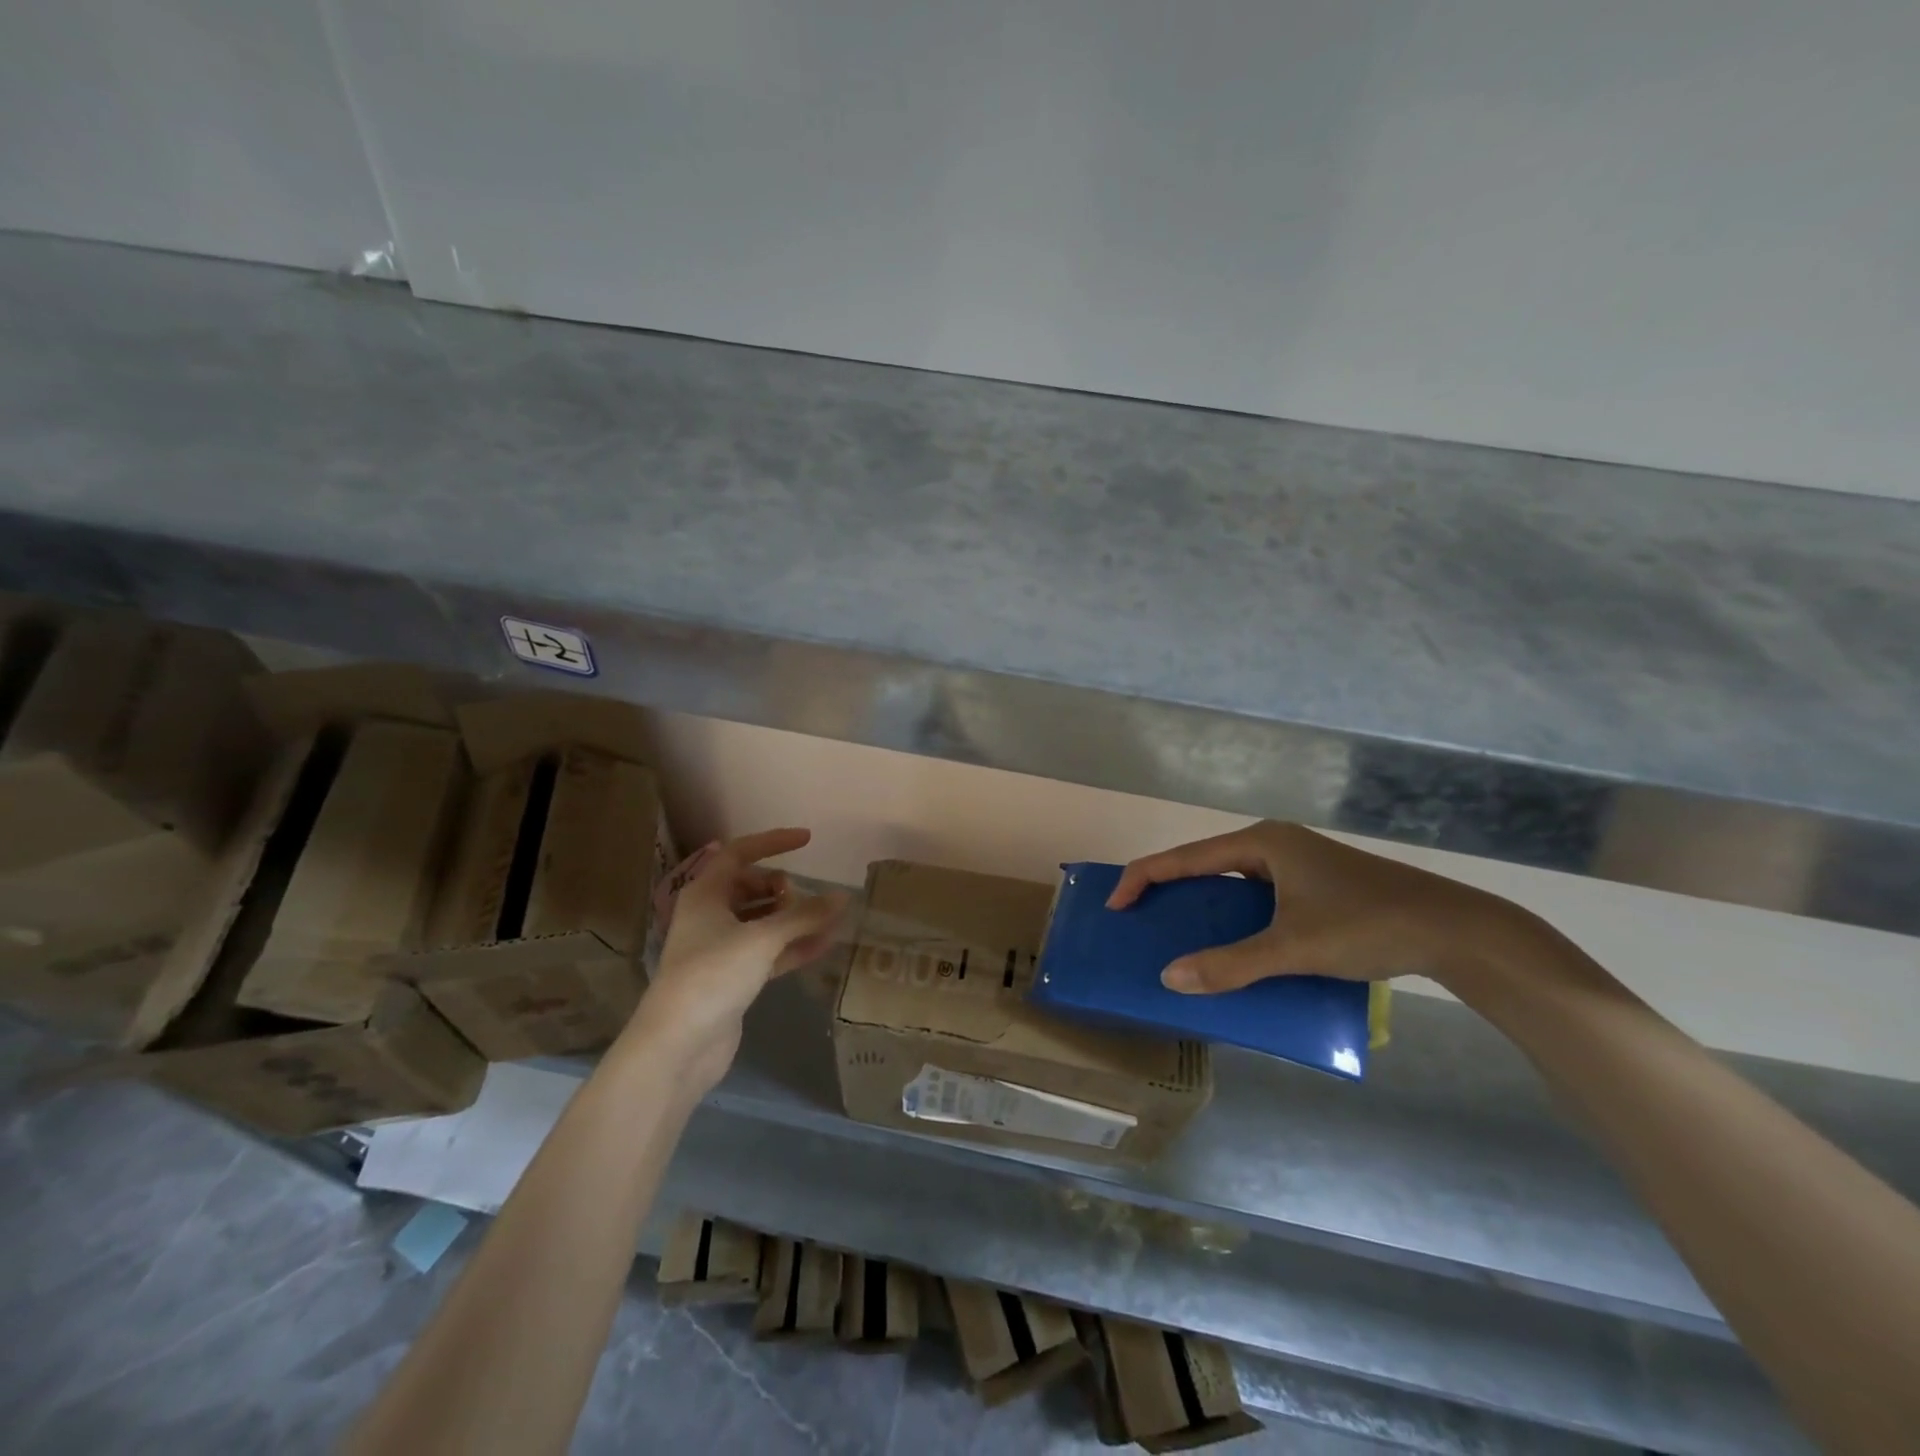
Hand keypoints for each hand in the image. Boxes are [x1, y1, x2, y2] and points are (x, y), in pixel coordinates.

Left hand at [625, 828, 845, 1089]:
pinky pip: (768, 952)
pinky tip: (824, 945)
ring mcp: (720, 950)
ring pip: (761, 922)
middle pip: (750, 888)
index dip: (772, 842)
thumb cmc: (713, 976)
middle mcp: (710, 917)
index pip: (738, 854)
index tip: (806, 839)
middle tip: (805, 897)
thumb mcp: (762, 938)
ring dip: (792, 919)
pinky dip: (792, 946)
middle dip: (781, 888)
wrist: (678, 1046)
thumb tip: (842, 896)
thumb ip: (804, 915)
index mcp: (705, 895)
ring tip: (827, 919)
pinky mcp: (732, 979)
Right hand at [1108, 821, 1536, 994]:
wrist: (1455, 931)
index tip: (1115, 907)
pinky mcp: (1317, 886)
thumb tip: (1169, 978)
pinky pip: (1259, 898)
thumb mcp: (1293, 948)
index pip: (1184, 856)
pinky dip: (1238, 919)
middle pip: (1206, 865)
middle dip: (1172, 893)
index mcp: (1261, 842)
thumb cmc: (1367, 925)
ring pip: (1234, 884)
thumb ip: (1231, 964)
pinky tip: (1238, 947)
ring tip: (1182, 938)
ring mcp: (1298, 864)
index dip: (1143, 878)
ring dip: (1207, 909)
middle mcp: (1275, 844)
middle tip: (1143, 924)